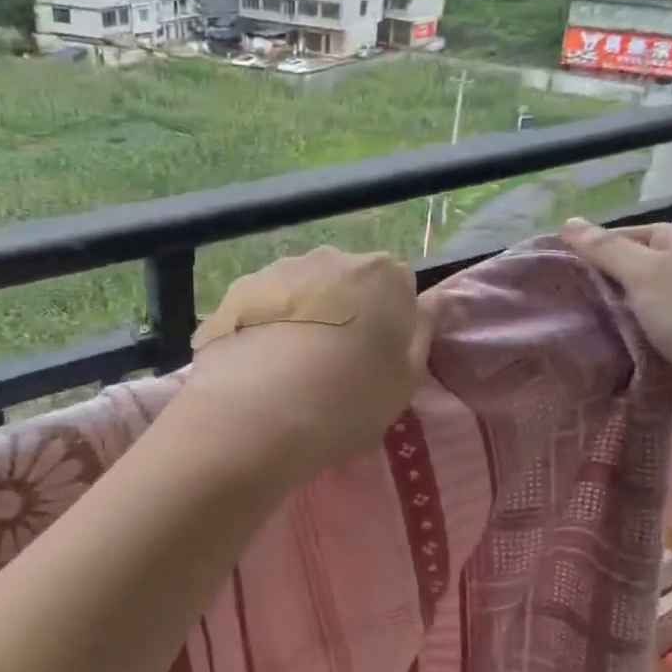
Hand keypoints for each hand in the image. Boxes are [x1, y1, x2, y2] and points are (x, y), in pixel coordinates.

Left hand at [176, 247, 437, 482]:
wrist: (257, 413)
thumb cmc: (348, 400)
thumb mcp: (406, 379)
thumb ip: (423, 331)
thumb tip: (435, 299)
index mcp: (383, 275)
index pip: (398, 287)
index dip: (389, 324)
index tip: (376, 359)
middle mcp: (332, 258)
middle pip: (347, 283)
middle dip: (345, 313)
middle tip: (334, 365)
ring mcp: (279, 270)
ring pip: (301, 292)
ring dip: (302, 317)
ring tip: (289, 369)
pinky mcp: (236, 291)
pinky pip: (262, 306)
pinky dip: (263, 327)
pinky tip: (257, 366)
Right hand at [559, 219, 671, 446]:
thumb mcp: (650, 273)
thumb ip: (607, 250)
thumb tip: (567, 223)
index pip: (643, 233)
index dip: (604, 242)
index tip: (563, 258)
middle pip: (640, 271)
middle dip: (603, 280)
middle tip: (560, 291)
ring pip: (640, 308)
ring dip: (610, 315)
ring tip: (569, 319)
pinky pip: (646, 338)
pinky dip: (623, 341)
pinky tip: (594, 346)